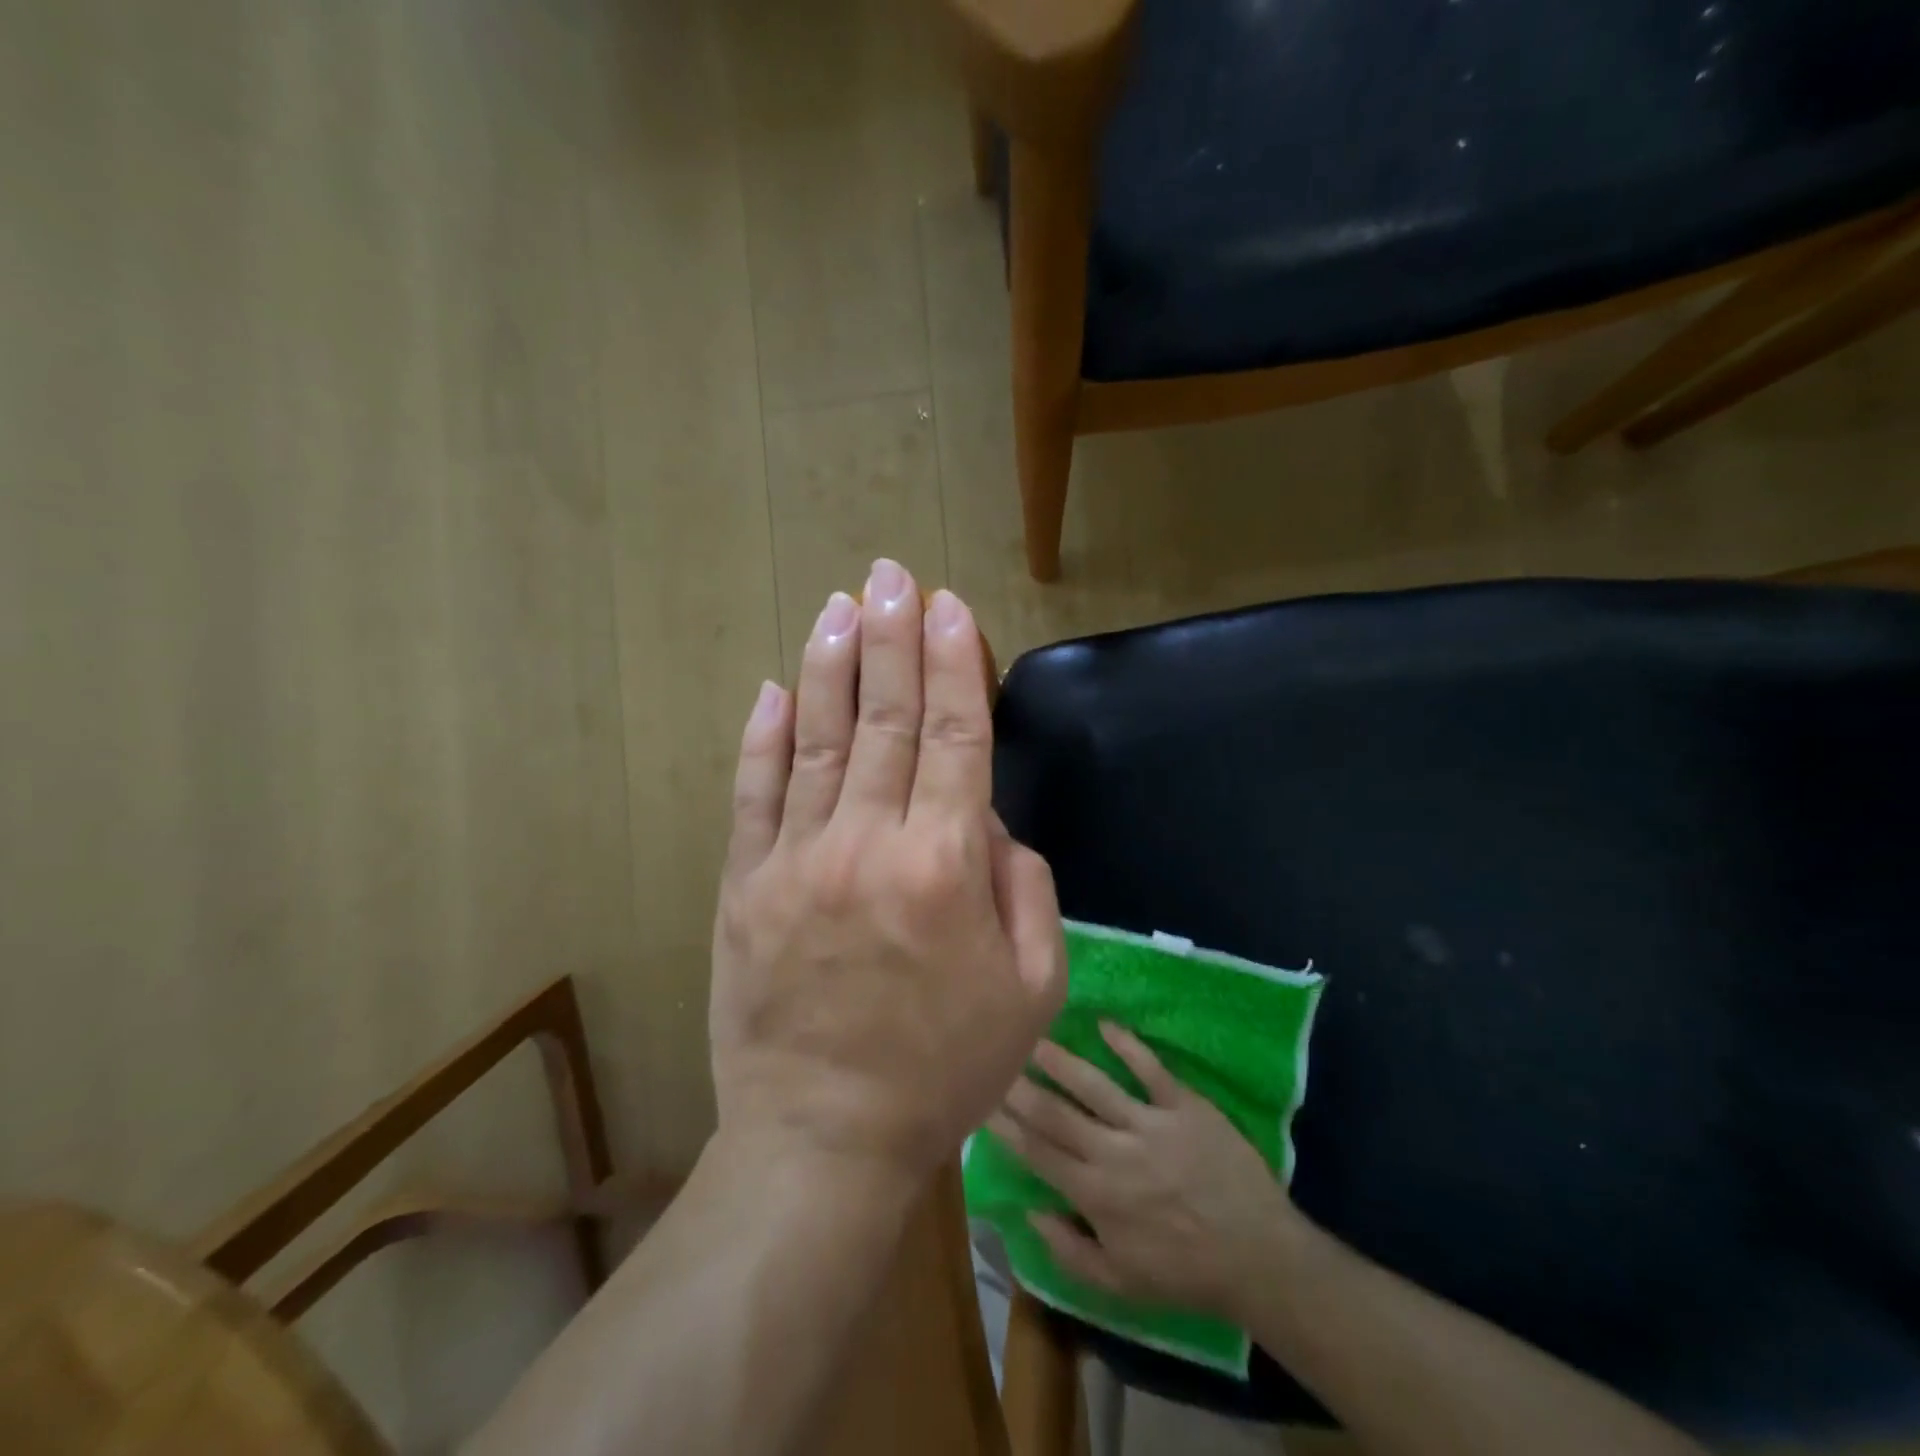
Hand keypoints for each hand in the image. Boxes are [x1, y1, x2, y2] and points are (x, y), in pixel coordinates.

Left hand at [710, 560, 1067, 1193]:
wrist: (824, 1138)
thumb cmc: (945, 1069)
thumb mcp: (1033, 988)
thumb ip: (1025, 887)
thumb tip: (989, 819)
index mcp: (946, 866)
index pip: (957, 736)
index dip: (955, 664)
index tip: (948, 606)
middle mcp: (870, 844)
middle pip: (887, 719)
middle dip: (893, 638)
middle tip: (891, 574)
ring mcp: (796, 861)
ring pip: (815, 741)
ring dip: (830, 666)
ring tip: (839, 606)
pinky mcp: (744, 887)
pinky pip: (753, 795)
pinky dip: (761, 738)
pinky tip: (771, 688)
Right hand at [988, 1024, 1298, 1320]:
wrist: (1259, 1257)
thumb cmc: (1185, 1272)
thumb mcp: (1120, 1284)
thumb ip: (1068, 1251)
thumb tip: (1029, 1209)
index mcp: (1097, 1196)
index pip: (1039, 1152)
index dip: (1006, 1125)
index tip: (982, 1100)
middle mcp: (1115, 1153)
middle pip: (1057, 1112)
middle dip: (1021, 1085)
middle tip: (995, 1056)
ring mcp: (1151, 1124)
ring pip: (1094, 1085)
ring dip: (1061, 1060)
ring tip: (1034, 1036)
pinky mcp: (1184, 1106)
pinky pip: (1151, 1069)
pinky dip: (1128, 1045)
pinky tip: (1104, 1024)